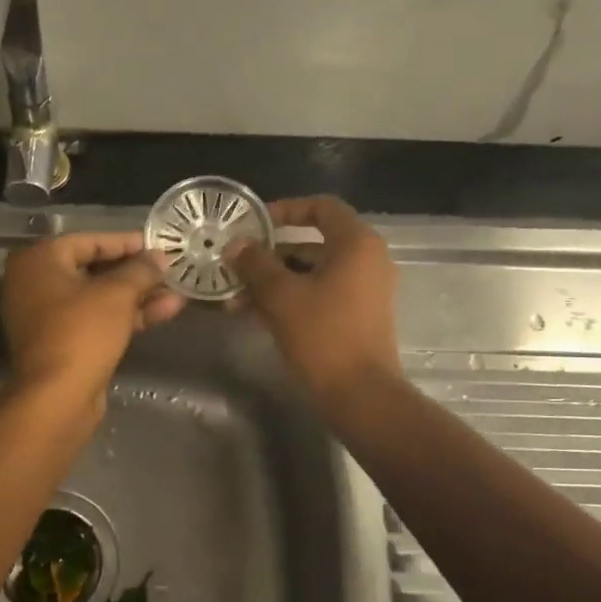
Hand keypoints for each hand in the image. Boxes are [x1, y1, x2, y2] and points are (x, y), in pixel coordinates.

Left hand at [1, 231, 184, 409]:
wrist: (57, 397)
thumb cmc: (82, 332)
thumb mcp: (117, 294)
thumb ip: (141, 270)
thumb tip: (159, 257)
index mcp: (39, 260)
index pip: (90, 241)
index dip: (127, 242)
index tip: (158, 245)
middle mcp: (35, 283)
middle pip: (93, 269)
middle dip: (136, 273)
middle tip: (169, 270)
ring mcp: (46, 315)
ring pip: (98, 298)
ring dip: (137, 296)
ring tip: (177, 292)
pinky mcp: (61, 342)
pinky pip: (95, 319)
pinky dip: (124, 315)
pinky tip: (164, 311)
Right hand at [224, 196, 400, 408]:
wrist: (360, 394)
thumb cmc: (323, 335)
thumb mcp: (281, 295)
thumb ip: (255, 264)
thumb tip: (235, 245)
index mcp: (356, 244)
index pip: (320, 207)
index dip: (285, 209)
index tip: (253, 223)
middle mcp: (366, 260)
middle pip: (312, 242)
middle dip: (269, 254)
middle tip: (235, 264)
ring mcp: (363, 289)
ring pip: (311, 272)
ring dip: (273, 280)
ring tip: (235, 297)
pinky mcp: (356, 315)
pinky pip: (318, 293)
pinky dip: (289, 297)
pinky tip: (253, 313)